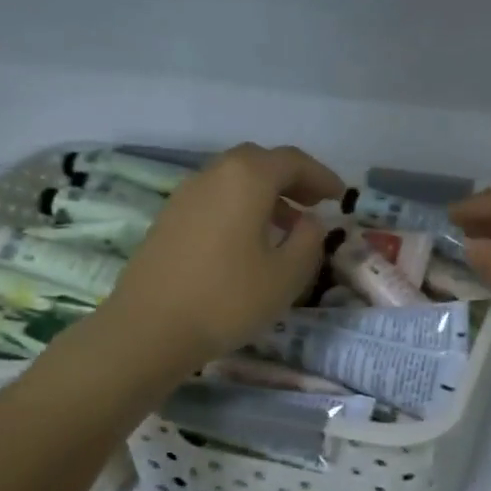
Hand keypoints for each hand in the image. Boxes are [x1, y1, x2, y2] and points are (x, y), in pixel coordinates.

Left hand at [90, 144, 343, 375]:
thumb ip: (308, 240)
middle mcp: (214, 175)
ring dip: (265, 194)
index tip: (341, 196)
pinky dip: (240, 206)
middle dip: (292, 178)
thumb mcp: (287, 275)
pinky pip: (215, 198)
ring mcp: (186, 195)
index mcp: (247, 179)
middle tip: (314, 204)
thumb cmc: (228, 299)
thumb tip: (309, 221)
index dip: (321, 176)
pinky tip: (248, 241)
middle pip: (260, 162)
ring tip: (286, 226)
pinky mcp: (169, 218)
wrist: (149, 329)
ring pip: (234, 179)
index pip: (293, 161)